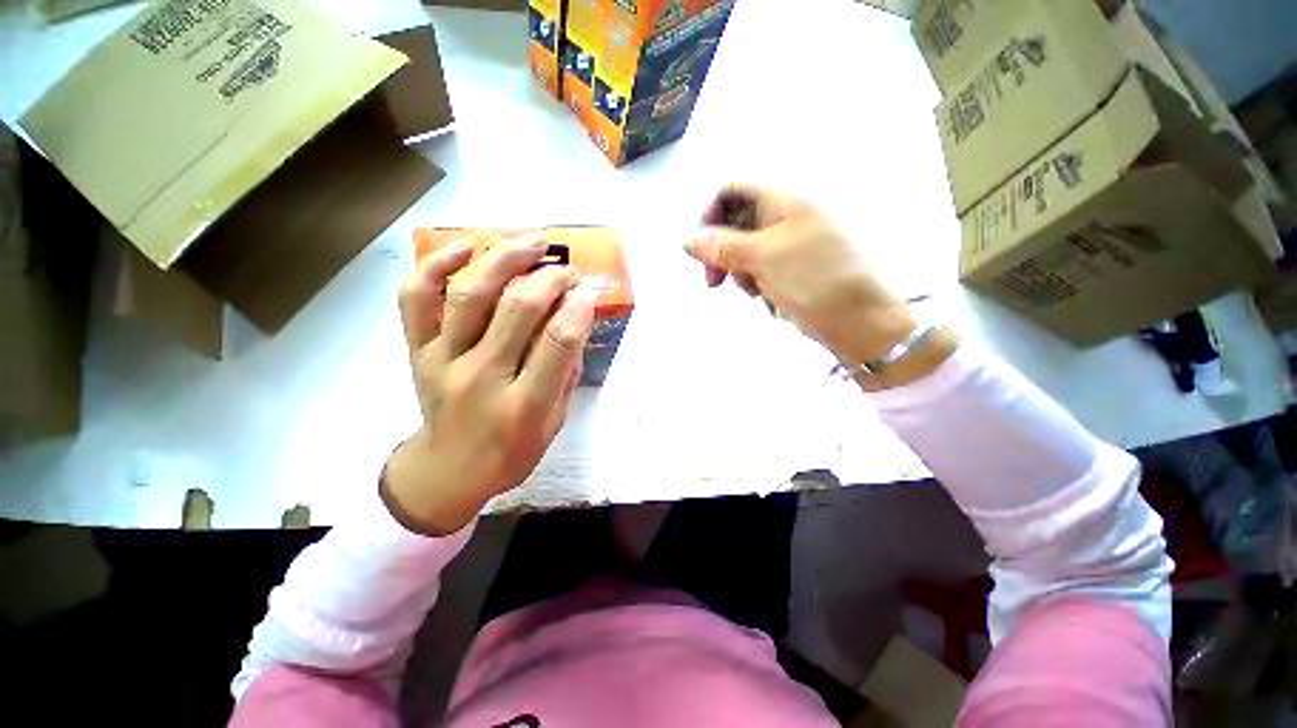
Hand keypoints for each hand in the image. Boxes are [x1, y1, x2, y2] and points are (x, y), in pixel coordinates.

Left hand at [384, 233, 599, 535]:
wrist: (447, 471)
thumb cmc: (510, 452)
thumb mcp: (553, 423)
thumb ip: (566, 373)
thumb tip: (576, 320)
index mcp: (522, 405)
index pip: (557, 343)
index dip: (578, 307)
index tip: (590, 289)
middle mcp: (481, 377)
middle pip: (518, 310)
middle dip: (551, 279)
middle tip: (569, 270)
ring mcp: (442, 361)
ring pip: (471, 295)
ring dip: (505, 259)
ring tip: (532, 240)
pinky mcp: (417, 351)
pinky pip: (417, 299)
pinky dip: (437, 266)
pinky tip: (465, 247)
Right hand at [684, 184, 955, 387]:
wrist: (861, 321)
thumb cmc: (814, 281)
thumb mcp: (763, 259)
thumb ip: (723, 246)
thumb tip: (687, 239)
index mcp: (785, 202)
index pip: (732, 190)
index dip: (710, 215)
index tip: (701, 250)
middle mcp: (788, 217)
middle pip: (736, 223)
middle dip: (723, 252)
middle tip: (716, 282)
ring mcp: (792, 244)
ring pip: (746, 250)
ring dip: (740, 272)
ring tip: (754, 293)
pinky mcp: (795, 268)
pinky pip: (762, 269)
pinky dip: (757, 282)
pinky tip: (768, 299)